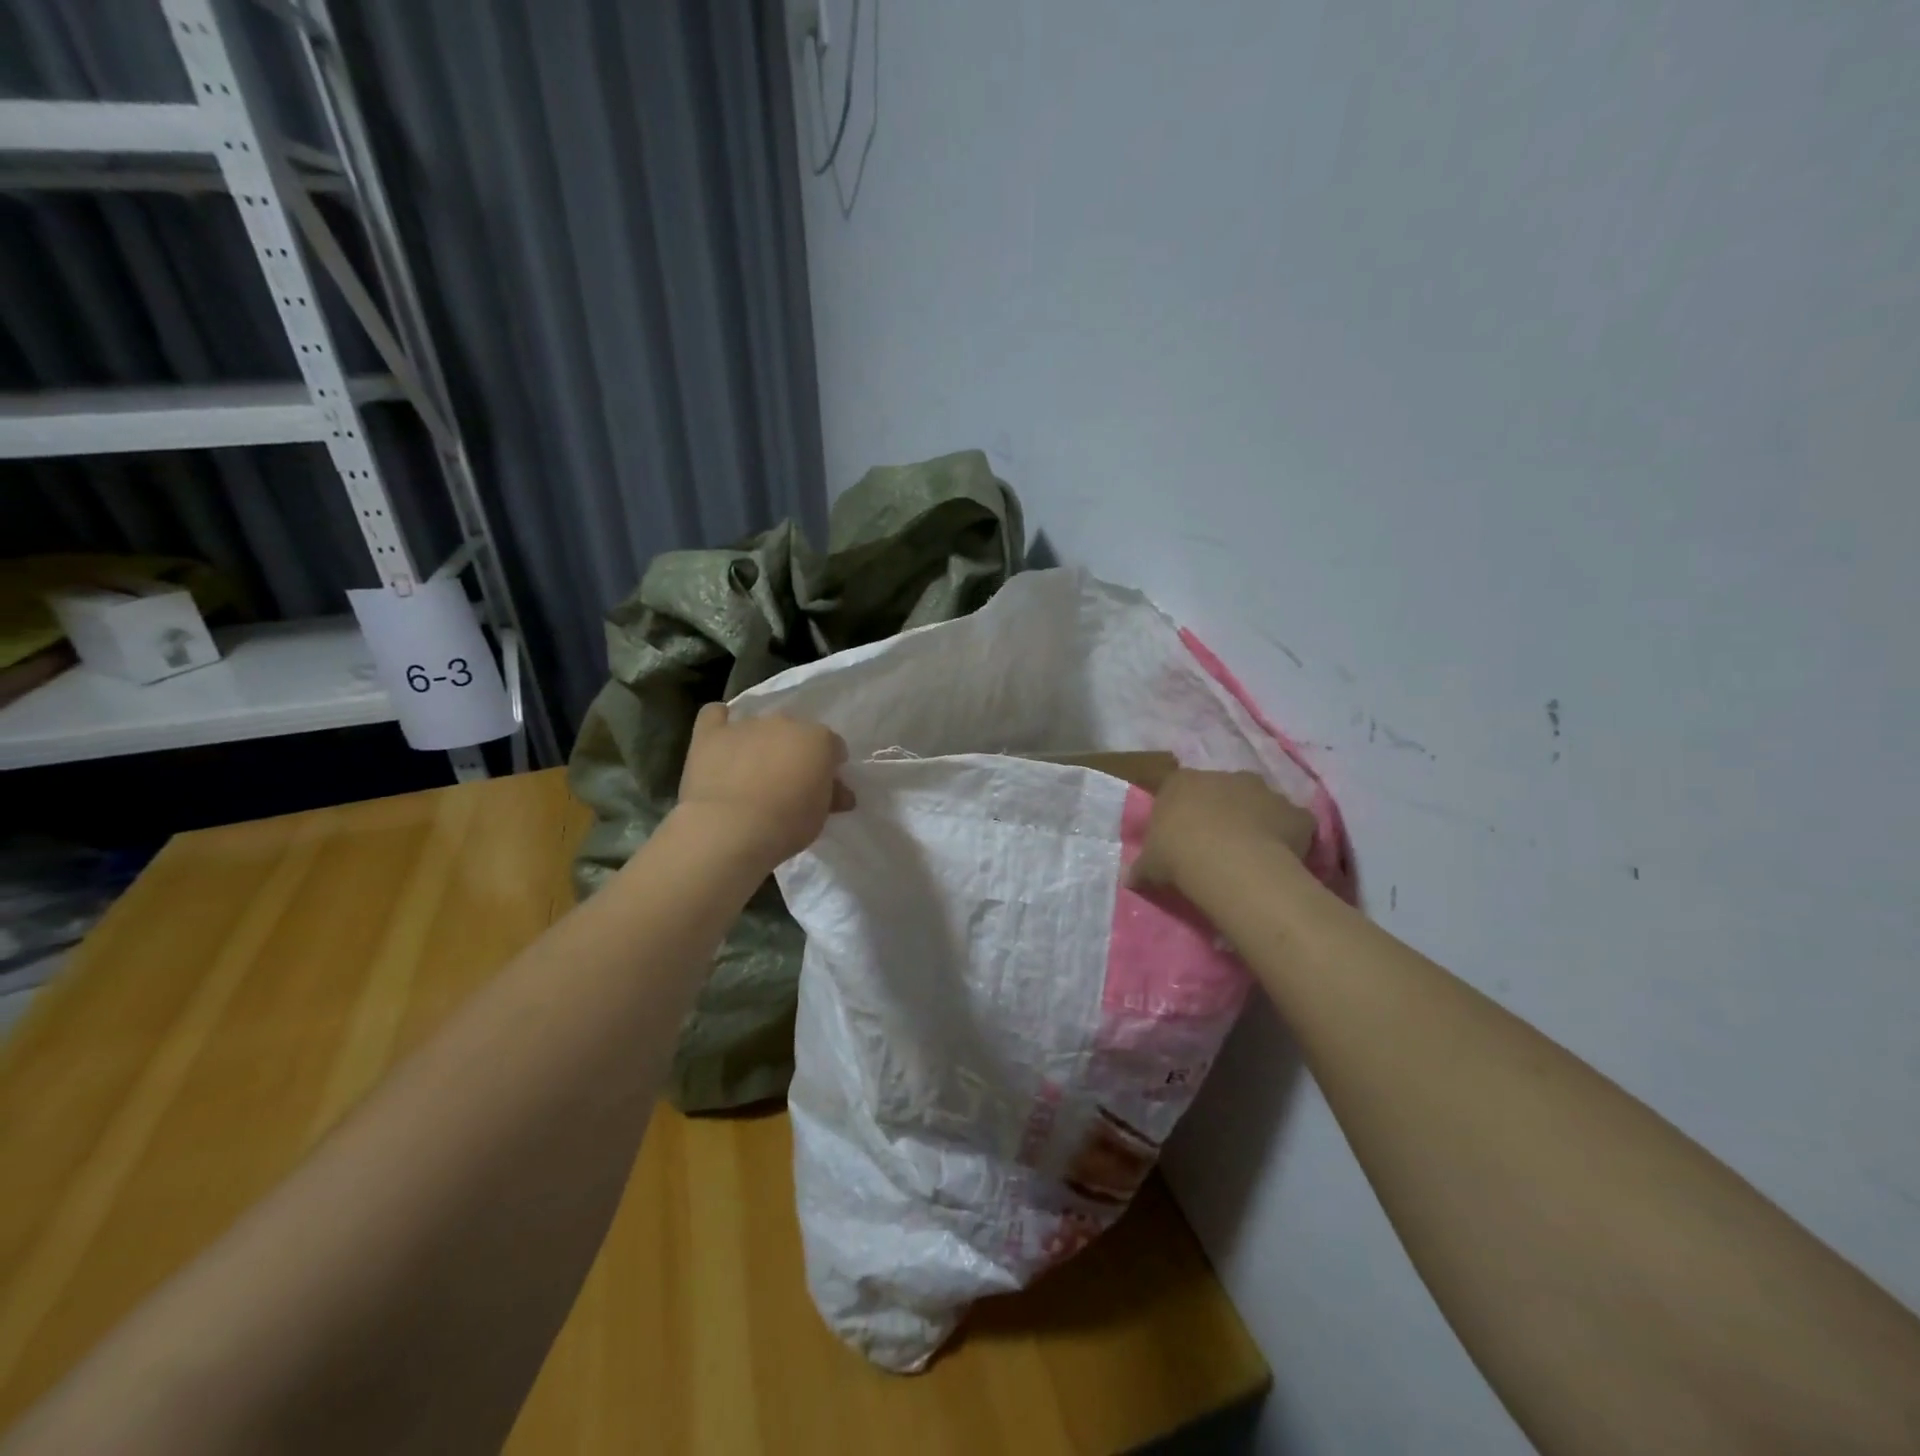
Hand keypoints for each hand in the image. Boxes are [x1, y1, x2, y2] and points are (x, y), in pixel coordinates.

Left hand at [674, 703, 854, 869]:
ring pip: (759, 726)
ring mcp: (746, 726)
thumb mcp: (821, 816)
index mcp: (819, 739)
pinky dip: (720, 723)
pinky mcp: (711, 734)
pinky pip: (714, 715)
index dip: (830, 765)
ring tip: (753, 770)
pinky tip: (722, 737)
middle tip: (789, 782)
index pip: (833, 746)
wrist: (730, 829)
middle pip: (796, 733)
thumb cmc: (787, 825)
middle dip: (795, 752)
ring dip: (761, 742)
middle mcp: (785, 723)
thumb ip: (830, 796)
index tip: (825, 786)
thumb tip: (841, 794)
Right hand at [1129, 768, 1314, 897]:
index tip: (1181, 836)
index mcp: (1183, 782)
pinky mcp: (1295, 813)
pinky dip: (1290, 838)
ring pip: (1260, 804)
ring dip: (1257, 822)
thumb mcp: (1149, 865)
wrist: (1230, 864)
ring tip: (1250, 855)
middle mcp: (1225, 776)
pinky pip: (1293, 824)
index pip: (1178, 789)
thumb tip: (1128, 878)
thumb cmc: (1178, 855)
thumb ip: (1141, 867)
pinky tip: (1282, 861)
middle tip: (1217, 845)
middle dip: (1222, 812)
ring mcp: (1264, 791)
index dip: (1182, 812)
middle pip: (1222, 791)